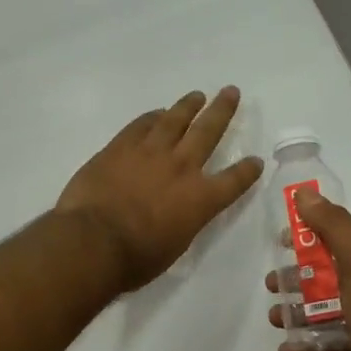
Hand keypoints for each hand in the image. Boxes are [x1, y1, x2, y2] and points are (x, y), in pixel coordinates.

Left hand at [58, 87, 263, 292]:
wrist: (94, 241)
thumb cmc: (137, 258)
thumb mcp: (174, 247)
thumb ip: (183, 223)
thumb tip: (178, 214)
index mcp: (201, 199)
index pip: (234, 181)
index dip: (247, 171)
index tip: (256, 161)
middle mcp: (182, 168)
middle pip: (208, 131)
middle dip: (222, 111)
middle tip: (231, 92)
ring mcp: (150, 152)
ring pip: (174, 119)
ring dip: (188, 105)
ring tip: (197, 95)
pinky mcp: (121, 147)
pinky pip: (141, 124)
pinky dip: (152, 117)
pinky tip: (157, 113)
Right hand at [266, 189, 350, 350]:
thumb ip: (332, 226)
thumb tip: (304, 193)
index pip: (344, 237)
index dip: (312, 235)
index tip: (281, 242)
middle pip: (333, 277)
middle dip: (299, 278)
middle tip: (272, 285)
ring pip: (329, 315)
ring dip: (299, 314)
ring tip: (275, 319)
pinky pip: (332, 350)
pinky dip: (309, 350)